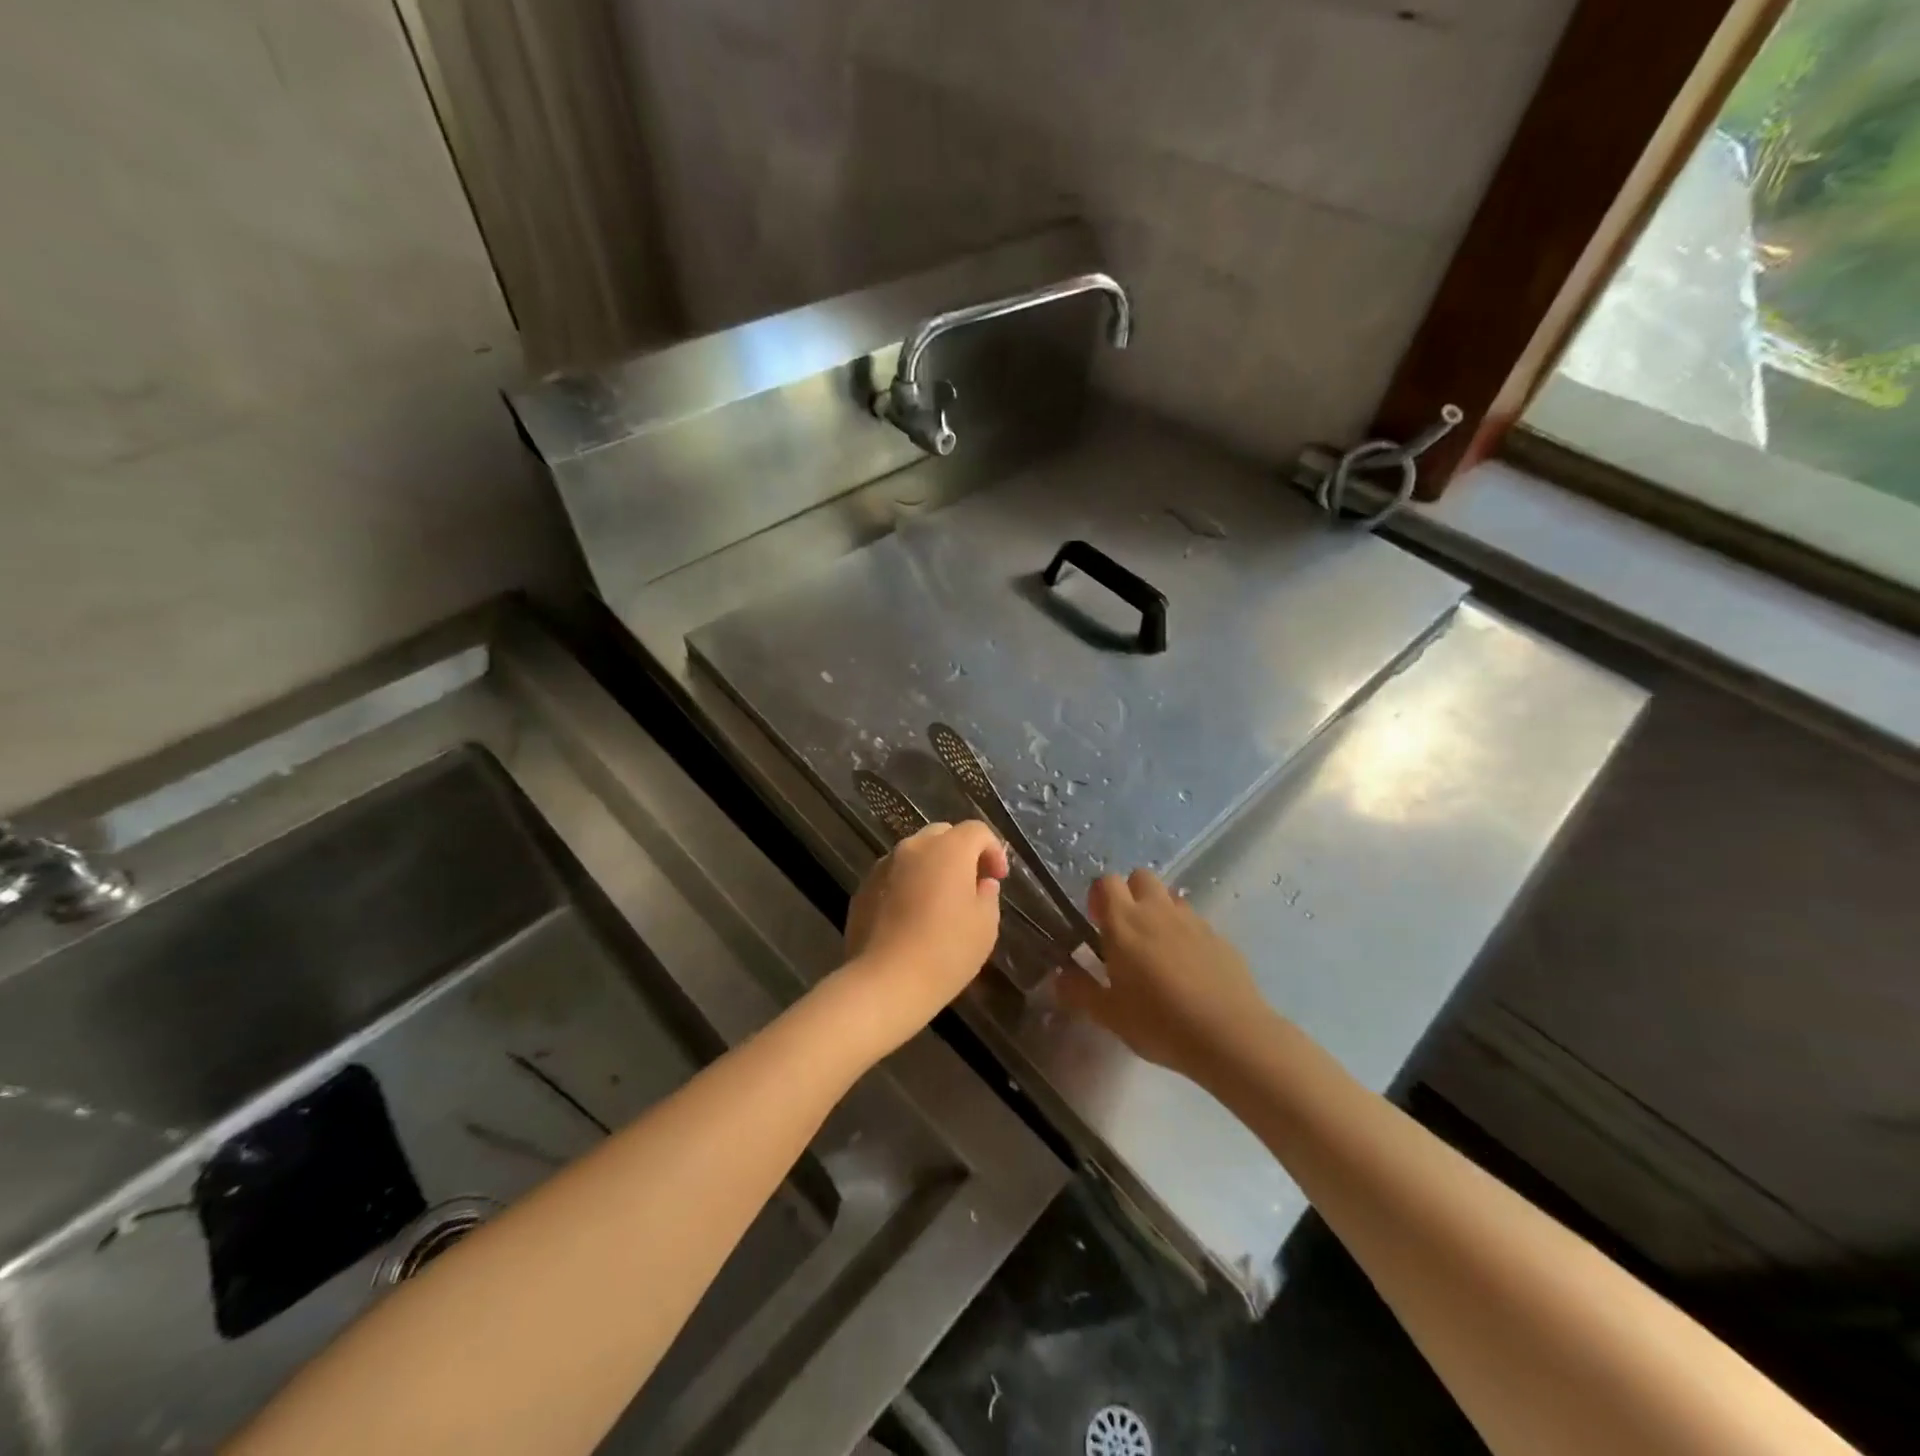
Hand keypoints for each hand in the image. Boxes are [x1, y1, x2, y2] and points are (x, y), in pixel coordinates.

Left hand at [833, 821, 1007, 1055]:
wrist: (885, 982)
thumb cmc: (946, 951)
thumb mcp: (985, 926)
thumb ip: (988, 895)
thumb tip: (981, 883)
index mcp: (948, 849)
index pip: (976, 830)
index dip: (993, 850)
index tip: (998, 878)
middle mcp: (913, 847)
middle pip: (943, 835)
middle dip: (961, 852)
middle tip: (971, 884)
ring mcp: (883, 866)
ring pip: (914, 854)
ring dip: (931, 867)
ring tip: (939, 901)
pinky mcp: (863, 888)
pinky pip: (893, 875)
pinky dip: (907, 885)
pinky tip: (911, 916)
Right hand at [1058, 869, 1279, 1083]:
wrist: (1229, 1036)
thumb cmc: (1159, 1023)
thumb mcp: (1109, 1015)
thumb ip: (1080, 991)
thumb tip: (1059, 976)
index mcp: (1124, 922)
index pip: (1106, 882)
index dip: (1099, 896)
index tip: (1096, 921)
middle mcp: (1157, 911)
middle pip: (1141, 877)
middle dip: (1130, 894)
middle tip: (1126, 931)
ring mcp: (1192, 921)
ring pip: (1170, 898)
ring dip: (1159, 912)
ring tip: (1158, 950)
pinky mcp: (1220, 937)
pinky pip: (1195, 923)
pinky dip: (1186, 934)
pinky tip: (1189, 969)